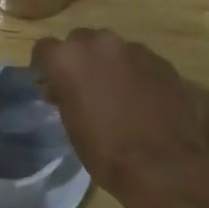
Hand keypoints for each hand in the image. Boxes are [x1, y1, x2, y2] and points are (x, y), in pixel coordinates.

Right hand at [31, 29, 208, 207]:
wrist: (163, 166)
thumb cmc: (106, 151)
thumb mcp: (71, 125)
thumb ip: (64, 95)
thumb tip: (60, 88)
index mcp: (68, 59)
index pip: (44, 49)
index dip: (46, 67)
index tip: (51, 84)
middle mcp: (99, 43)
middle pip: (80, 41)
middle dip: (79, 60)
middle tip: (85, 88)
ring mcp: (133, 49)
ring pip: (112, 49)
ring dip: (109, 64)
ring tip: (117, 94)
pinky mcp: (160, 60)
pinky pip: (139, 61)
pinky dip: (136, 74)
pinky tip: (143, 100)